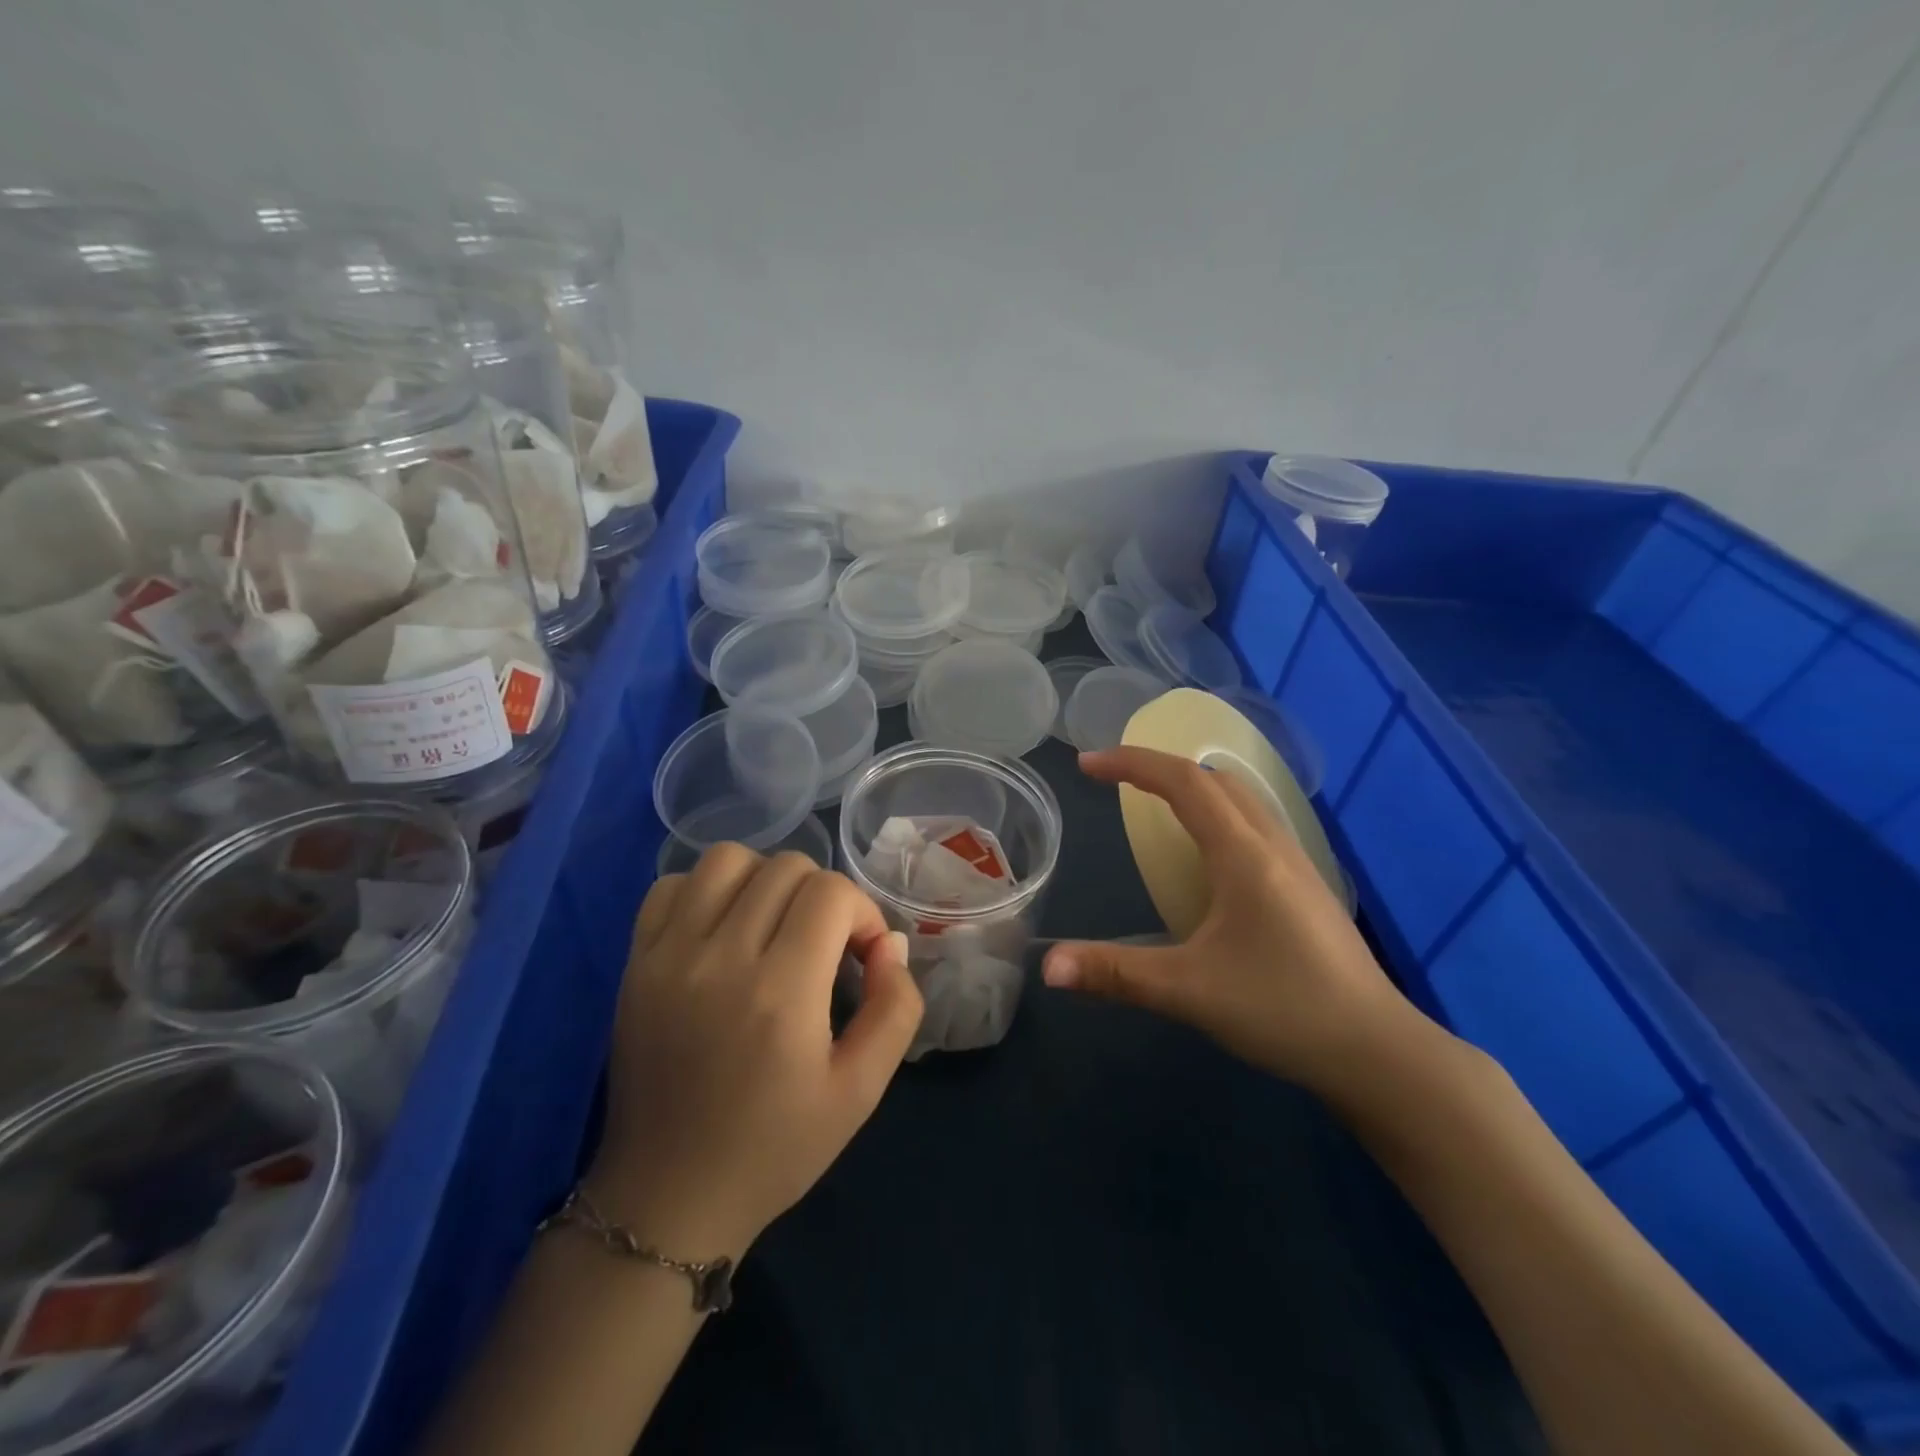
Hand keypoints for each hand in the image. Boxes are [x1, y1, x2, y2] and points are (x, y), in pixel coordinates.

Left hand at [587, 845, 923, 1259]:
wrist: (668, 1197)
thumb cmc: (775, 1148)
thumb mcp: (861, 1091)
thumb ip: (894, 1009)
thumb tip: (888, 943)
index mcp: (781, 993)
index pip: (831, 892)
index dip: (861, 912)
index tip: (860, 957)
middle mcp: (722, 959)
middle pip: (786, 867)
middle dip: (822, 896)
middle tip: (824, 946)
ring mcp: (669, 955)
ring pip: (729, 859)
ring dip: (765, 880)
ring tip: (774, 926)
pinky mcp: (635, 962)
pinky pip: (673, 885)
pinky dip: (707, 890)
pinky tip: (723, 929)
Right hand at [1042, 747, 1427, 1099]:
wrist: (1378, 1052)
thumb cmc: (1282, 1010)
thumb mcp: (1188, 991)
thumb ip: (1115, 973)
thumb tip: (1048, 967)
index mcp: (1242, 855)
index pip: (1184, 782)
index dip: (1132, 763)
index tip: (1087, 765)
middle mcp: (1272, 845)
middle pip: (1213, 780)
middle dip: (1159, 769)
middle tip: (1114, 781)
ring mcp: (1297, 864)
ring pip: (1240, 800)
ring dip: (1192, 788)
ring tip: (1152, 805)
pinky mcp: (1307, 887)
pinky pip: (1254, 824)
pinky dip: (1216, 813)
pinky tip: (1205, 854)